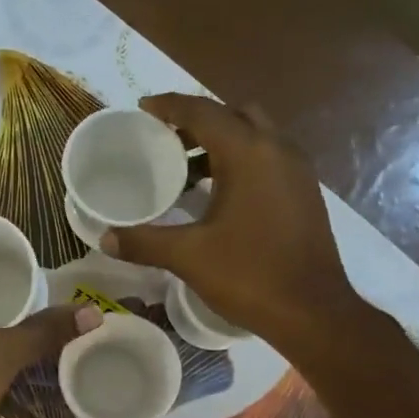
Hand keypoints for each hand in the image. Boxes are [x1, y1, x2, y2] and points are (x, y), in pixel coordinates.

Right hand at [102, 94, 355, 350]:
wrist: (312, 311)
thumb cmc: (250, 275)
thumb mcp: (189, 257)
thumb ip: (144, 242)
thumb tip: (106, 238)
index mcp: (249, 153)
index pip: (203, 112)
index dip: (170, 106)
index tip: (143, 109)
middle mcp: (278, 149)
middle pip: (234, 115)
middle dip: (199, 122)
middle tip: (167, 142)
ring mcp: (298, 170)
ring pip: (256, 136)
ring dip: (222, 143)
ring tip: (187, 171)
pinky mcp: (305, 193)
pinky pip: (269, 159)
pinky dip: (242, 162)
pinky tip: (220, 196)